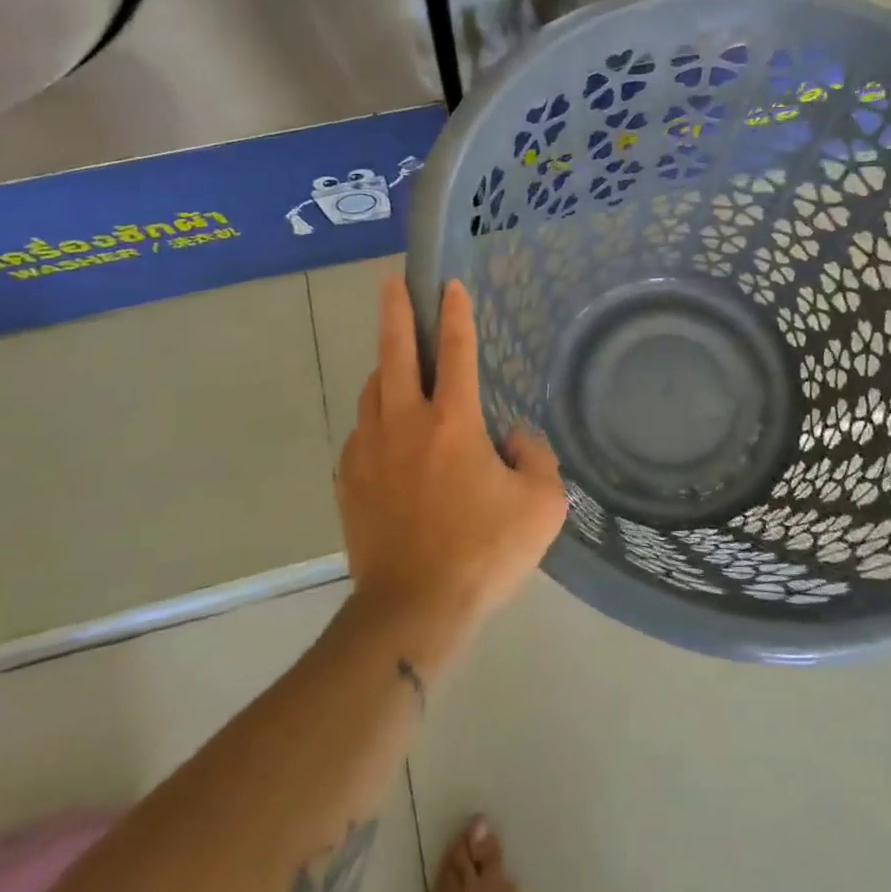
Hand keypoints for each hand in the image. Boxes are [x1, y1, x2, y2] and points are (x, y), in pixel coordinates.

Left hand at [337, 278, 567, 662]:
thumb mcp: (541, 506)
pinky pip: (362, 431)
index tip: (449, 284)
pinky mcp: (349, 479)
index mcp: (453, 422)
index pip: (457, 351)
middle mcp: (405, 422)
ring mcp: (369, 450)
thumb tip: (514, 438)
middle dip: (396, 310)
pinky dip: (376, 417)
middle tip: (392, 282)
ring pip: (373, 389)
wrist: (411, 609)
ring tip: (397, 361)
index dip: (456, 313)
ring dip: (385, 366)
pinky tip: (388, 432)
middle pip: (395, 351)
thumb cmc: (483, 553)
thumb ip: (537, 458)